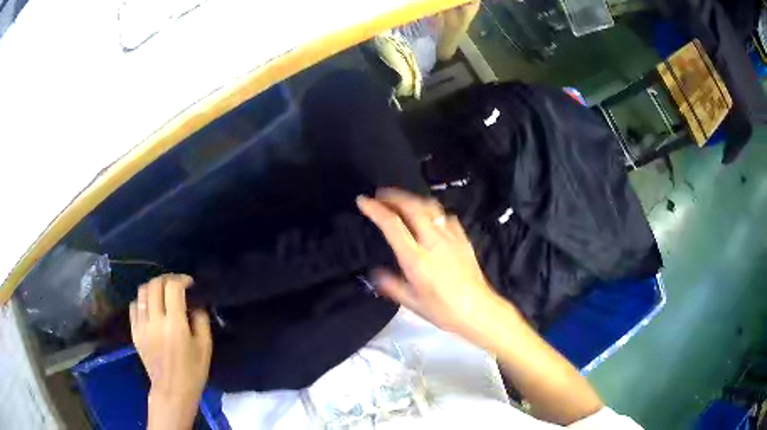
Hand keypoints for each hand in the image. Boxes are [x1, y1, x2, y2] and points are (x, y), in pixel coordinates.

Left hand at [129, 274, 211, 429]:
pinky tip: (150, 307)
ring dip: (153, 287)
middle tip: (175, 285)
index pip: (173, 288)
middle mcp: (155, 321)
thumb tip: (196, 305)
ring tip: (161, 293)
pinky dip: (142, 300)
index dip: (181, 279)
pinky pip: (134, 306)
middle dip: (166, 279)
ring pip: (141, 292)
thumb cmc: (192, 371)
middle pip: (155, 285)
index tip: (189, 283)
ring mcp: (142, 326)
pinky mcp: (134, 332)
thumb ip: (202, 321)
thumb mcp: (205, 347)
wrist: (172, 390)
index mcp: (175, 325)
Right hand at [357, 188, 499, 334]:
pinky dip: (432, 211)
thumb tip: (376, 273)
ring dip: (412, 199)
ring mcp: (450, 237)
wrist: (478, 310)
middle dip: (393, 196)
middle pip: (411, 206)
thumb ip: (391, 285)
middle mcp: (433, 241)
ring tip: (401, 200)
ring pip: (429, 207)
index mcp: (416, 258)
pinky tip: (429, 216)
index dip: (375, 209)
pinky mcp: (463, 238)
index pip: (392, 225)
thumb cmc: (443, 310)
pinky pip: (445, 216)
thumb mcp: (412, 302)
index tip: (363, 200)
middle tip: (380, 195)